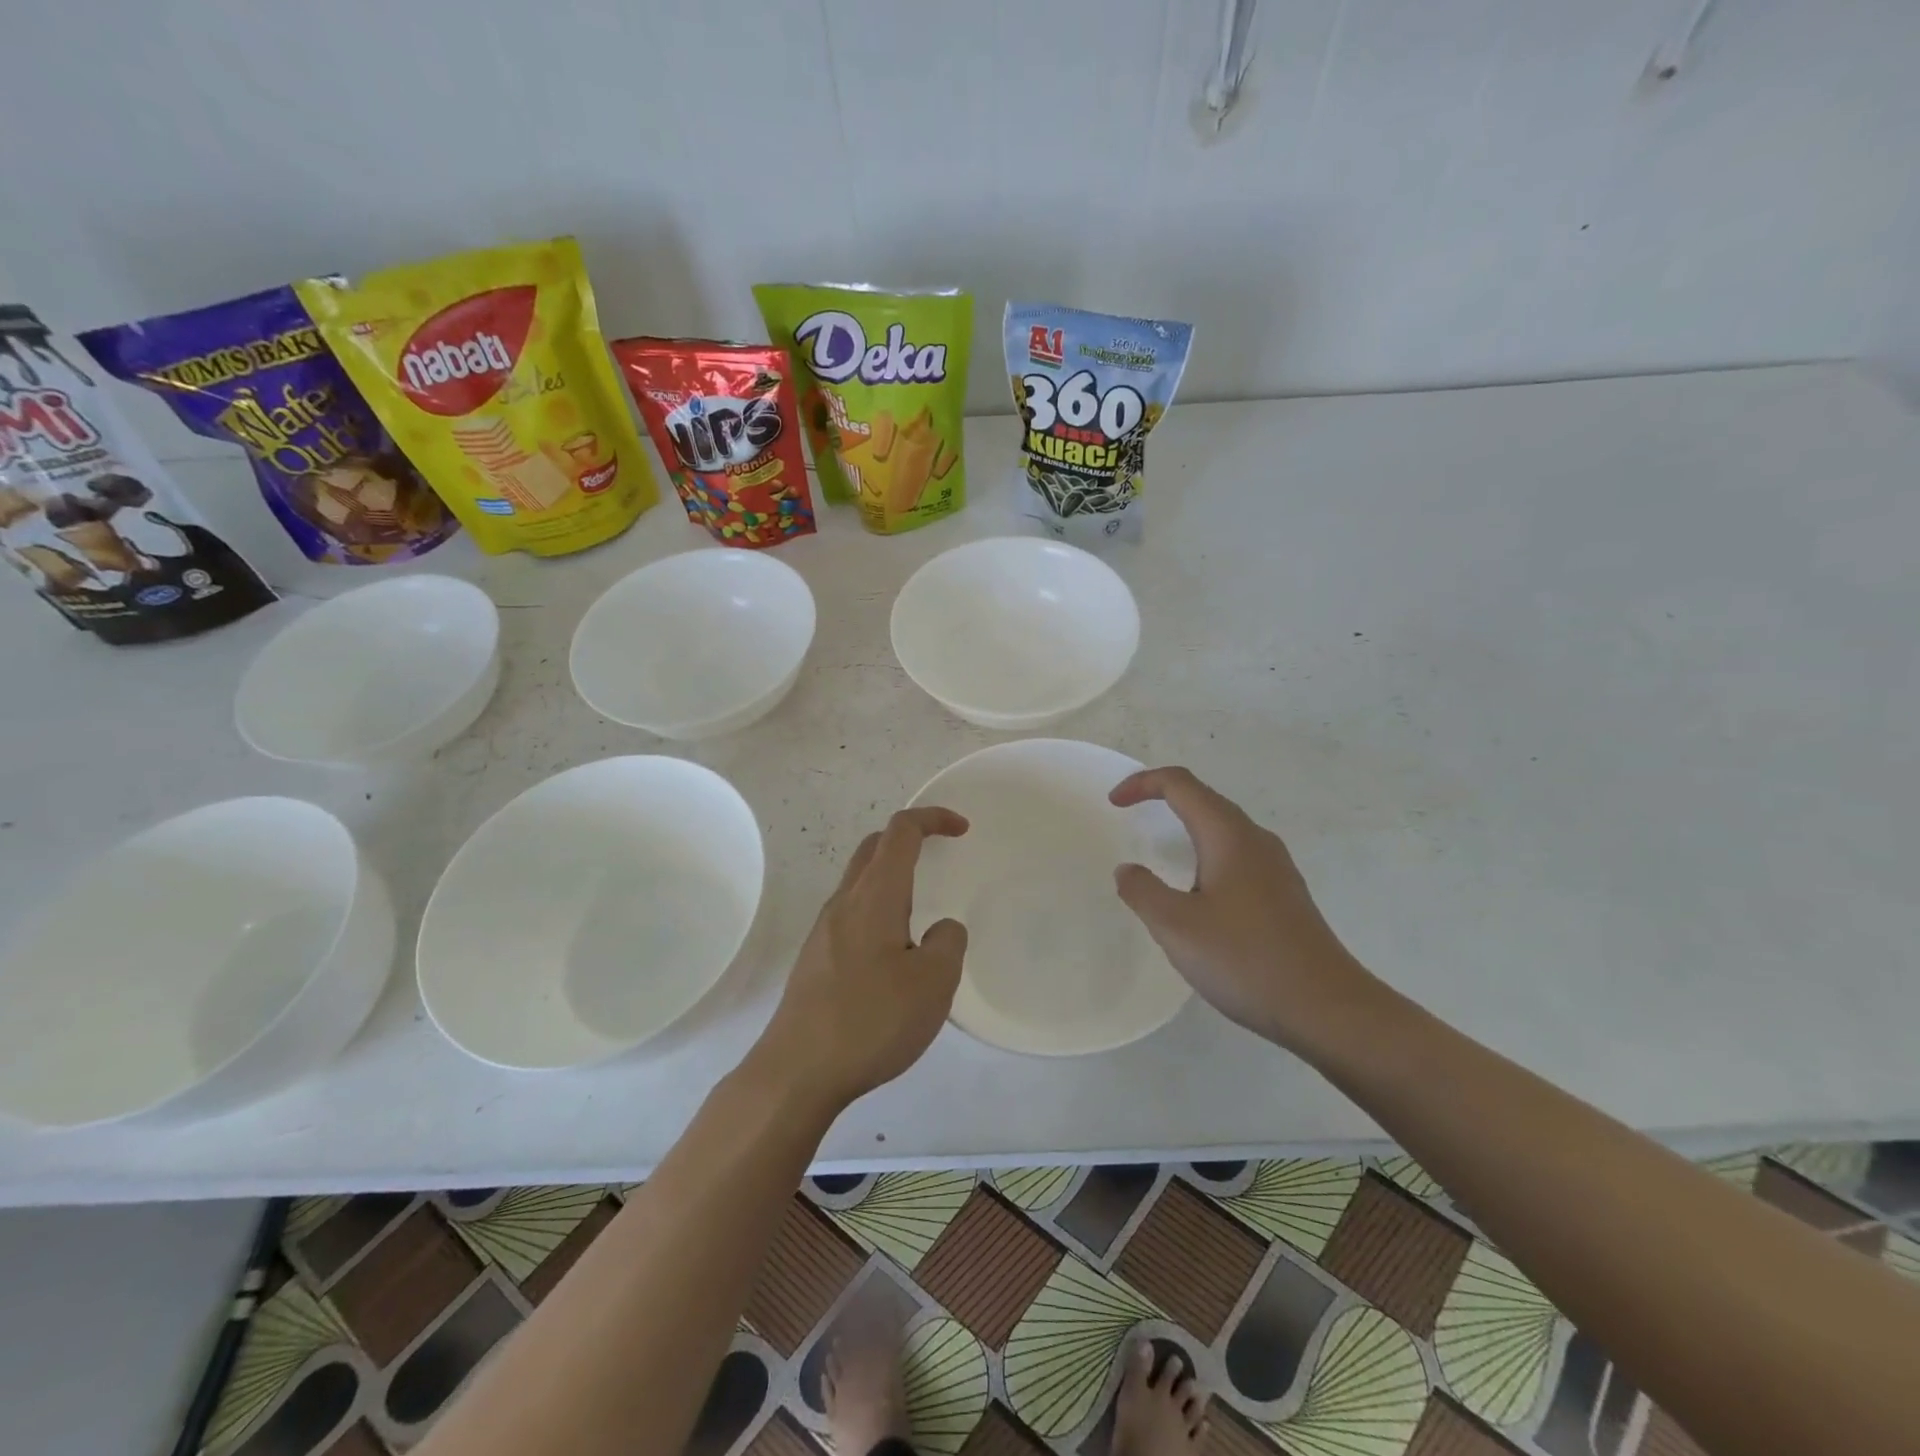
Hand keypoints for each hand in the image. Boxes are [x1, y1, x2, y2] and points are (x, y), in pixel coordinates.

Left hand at [759, 808, 970, 1111]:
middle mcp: (844, 903)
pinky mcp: (816, 959)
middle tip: (941, 855)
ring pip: (860, 881)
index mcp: (875, 896)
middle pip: (874, 848)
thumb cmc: (871, 1020)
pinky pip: (852, 913)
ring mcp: (824, 931)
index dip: (933, 818)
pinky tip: (893, 950)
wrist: (797, 1070)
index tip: (962, 829)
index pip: (901, 832)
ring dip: (892, 875)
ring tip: (922, 907)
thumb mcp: (933, 983)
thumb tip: (941, 928)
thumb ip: (948, 943)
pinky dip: (878, 907)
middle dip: (909, 838)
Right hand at [1110, 767, 1372, 1053]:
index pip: (1180, 785)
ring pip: (1224, 828)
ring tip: (1161, 851)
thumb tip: (1128, 869)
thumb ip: (1143, 891)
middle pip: (1205, 799)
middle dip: (1163, 797)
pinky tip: (1200, 892)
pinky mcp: (1285, 894)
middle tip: (1130, 815)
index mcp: (1228, 836)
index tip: (1114, 804)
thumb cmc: (1245, 960)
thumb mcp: (1176, 927)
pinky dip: (1206, 853)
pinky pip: (1237, 855)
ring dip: (1187, 825)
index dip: (1143, 783)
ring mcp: (1276, 867)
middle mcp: (1256, 840)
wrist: (1328, 1008)